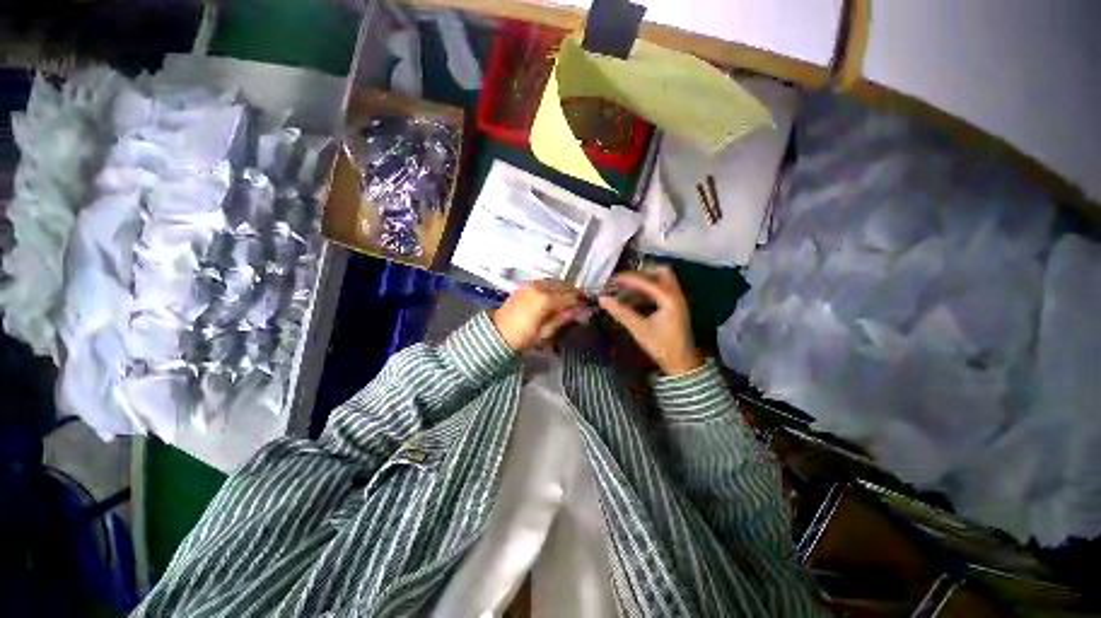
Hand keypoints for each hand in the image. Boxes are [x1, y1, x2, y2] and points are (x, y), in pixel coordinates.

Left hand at [492, 280, 584, 351]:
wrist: (497, 334)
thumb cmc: (522, 338)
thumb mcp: (545, 333)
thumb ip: (563, 319)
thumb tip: (579, 311)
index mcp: (545, 300)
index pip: (570, 297)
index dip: (581, 302)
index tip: (587, 307)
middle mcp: (539, 288)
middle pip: (564, 286)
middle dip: (574, 293)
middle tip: (579, 304)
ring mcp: (531, 285)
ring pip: (554, 281)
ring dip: (564, 288)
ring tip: (568, 300)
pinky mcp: (525, 286)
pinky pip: (544, 282)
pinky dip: (553, 286)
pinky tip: (554, 296)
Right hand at [599, 266, 703, 375]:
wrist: (682, 364)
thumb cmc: (662, 347)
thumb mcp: (639, 329)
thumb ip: (621, 312)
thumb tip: (603, 299)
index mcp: (669, 299)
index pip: (647, 281)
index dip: (628, 279)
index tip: (612, 279)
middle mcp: (675, 295)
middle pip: (661, 272)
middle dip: (641, 272)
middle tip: (623, 279)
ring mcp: (676, 300)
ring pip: (662, 281)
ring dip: (644, 281)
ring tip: (625, 288)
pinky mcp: (673, 307)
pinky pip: (660, 291)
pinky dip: (646, 291)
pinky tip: (633, 299)